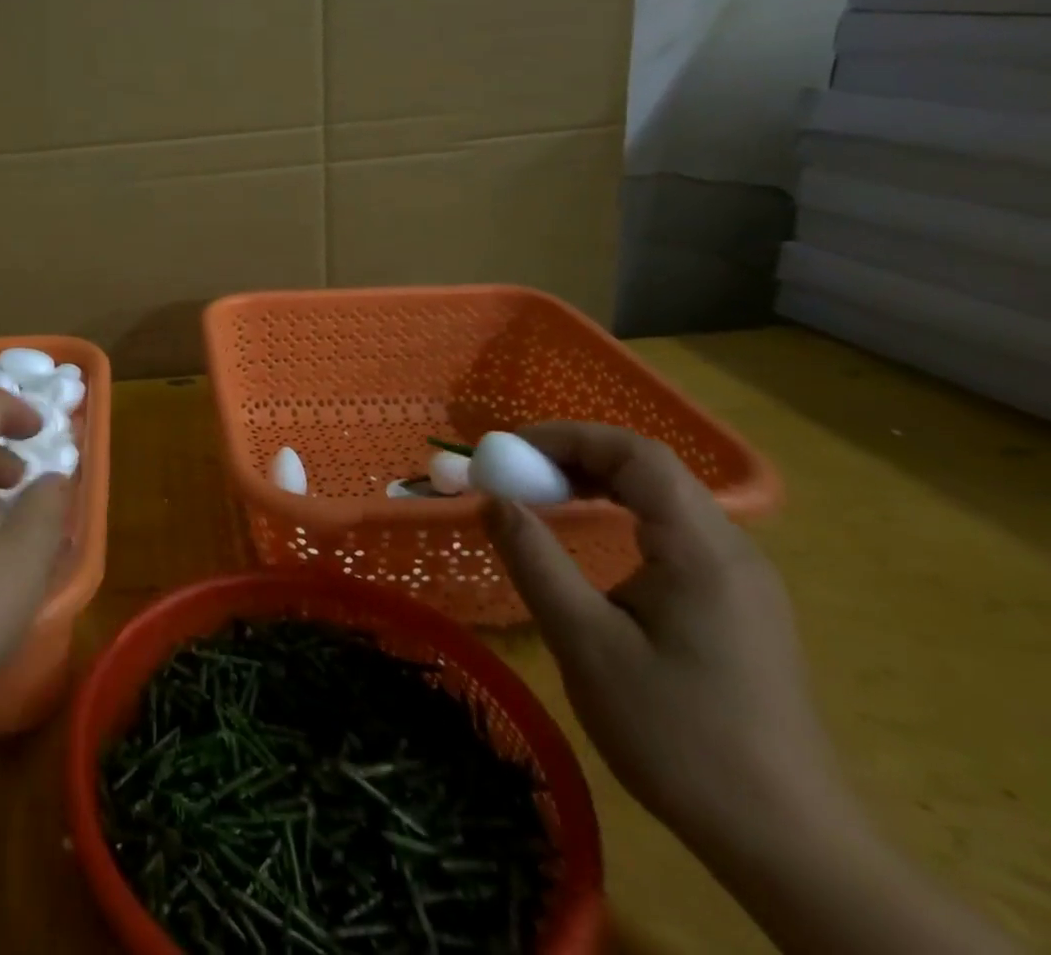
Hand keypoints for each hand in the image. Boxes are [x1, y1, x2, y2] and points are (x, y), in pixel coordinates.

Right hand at [483, 423, 842, 849]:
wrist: (785, 842)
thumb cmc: (677, 733)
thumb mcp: (585, 642)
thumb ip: (535, 559)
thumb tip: (494, 500)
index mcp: (701, 549)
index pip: (636, 454)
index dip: (566, 436)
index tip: (508, 452)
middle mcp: (732, 550)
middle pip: (651, 469)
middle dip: (576, 457)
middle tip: (516, 475)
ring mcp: (743, 580)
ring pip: (664, 499)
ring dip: (598, 484)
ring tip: (542, 500)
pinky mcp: (741, 608)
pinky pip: (675, 533)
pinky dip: (622, 515)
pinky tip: (592, 542)